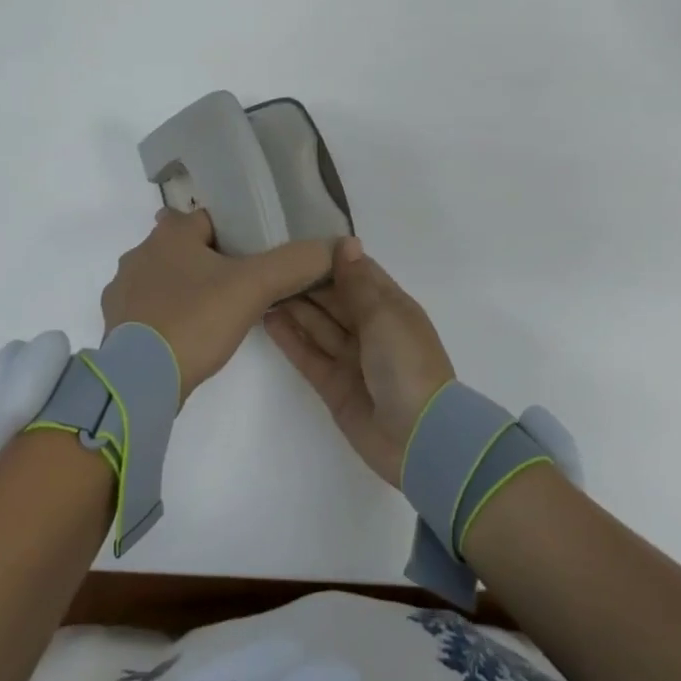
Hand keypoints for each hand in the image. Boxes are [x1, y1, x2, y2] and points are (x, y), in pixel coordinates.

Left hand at [102, 208, 336, 401]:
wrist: (140, 382)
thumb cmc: (195, 320)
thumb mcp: (254, 287)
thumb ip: (295, 263)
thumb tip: (337, 244)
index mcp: (170, 234)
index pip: (211, 219)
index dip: (239, 235)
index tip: (260, 257)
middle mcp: (140, 253)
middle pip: (187, 248)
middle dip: (213, 262)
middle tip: (245, 286)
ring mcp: (123, 291)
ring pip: (167, 278)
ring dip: (190, 289)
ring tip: (219, 312)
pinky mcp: (118, 325)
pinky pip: (152, 309)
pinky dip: (171, 316)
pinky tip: (191, 335)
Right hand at [264, 238, 456, 485]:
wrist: (419, 438)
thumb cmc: (407, 364)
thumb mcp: (385, 315)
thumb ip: (357, 282)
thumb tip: (346, 242)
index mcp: (392, 308)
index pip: (358, 274)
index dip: (331, 260)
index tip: (299, 245)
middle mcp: (371, 330)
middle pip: (335, 299)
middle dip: (307, 283)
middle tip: (270, 264)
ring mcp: (352, 359)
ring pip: (318, 326)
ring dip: (294, 308)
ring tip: (262, 288)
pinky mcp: (334, 385)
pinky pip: (308, 355)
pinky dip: (290, 339)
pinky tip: (268, 319)